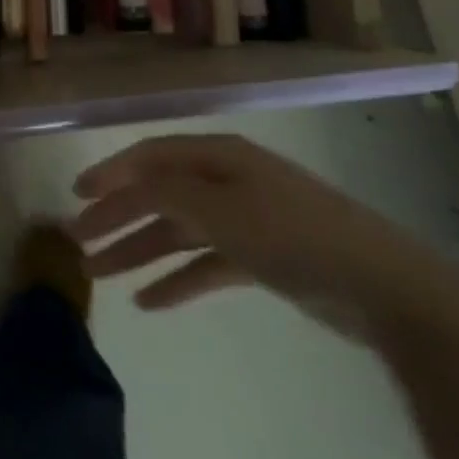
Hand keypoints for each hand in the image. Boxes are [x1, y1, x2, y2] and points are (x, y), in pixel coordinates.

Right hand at [71, 133, 458, 342]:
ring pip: (178, 231)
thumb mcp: (223, 209)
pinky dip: (177, 280)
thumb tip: (130, 179)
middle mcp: (226, 181)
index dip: (113, 172)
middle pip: (160, 194)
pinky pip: (204, 264)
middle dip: (118, 216)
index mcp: (218, 157)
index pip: (152, 157)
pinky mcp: (259, 258)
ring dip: (139, 250)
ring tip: (100, 274)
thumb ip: (170, 191)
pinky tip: (149, 302)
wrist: (380, 286)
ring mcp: (244, 220)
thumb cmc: (293, 234)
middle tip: (79, 241)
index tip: (78, 194)